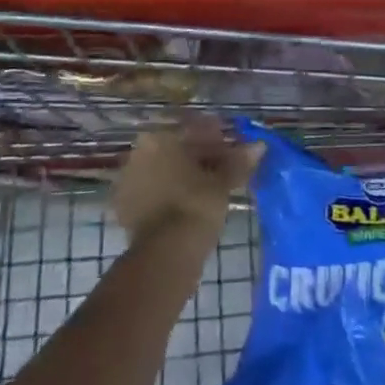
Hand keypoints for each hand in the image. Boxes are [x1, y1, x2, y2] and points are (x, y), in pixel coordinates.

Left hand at [113, 119, 263, 244]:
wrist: (165, 255)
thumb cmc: (196, 205)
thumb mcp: (222, 182)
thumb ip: (238, 161)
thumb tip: (260, 146)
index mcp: (159, 138)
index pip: (193, 130)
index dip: (217, 139)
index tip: (234, 150)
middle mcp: (138, 153)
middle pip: (176, 149)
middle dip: (200, 157)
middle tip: (225, 170)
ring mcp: (128, 181)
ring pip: (164, 170)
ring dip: (185, 176)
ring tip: (210, 189)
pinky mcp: (124, 209)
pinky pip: (154, 192)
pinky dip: (171, 194)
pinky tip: (189, 205)